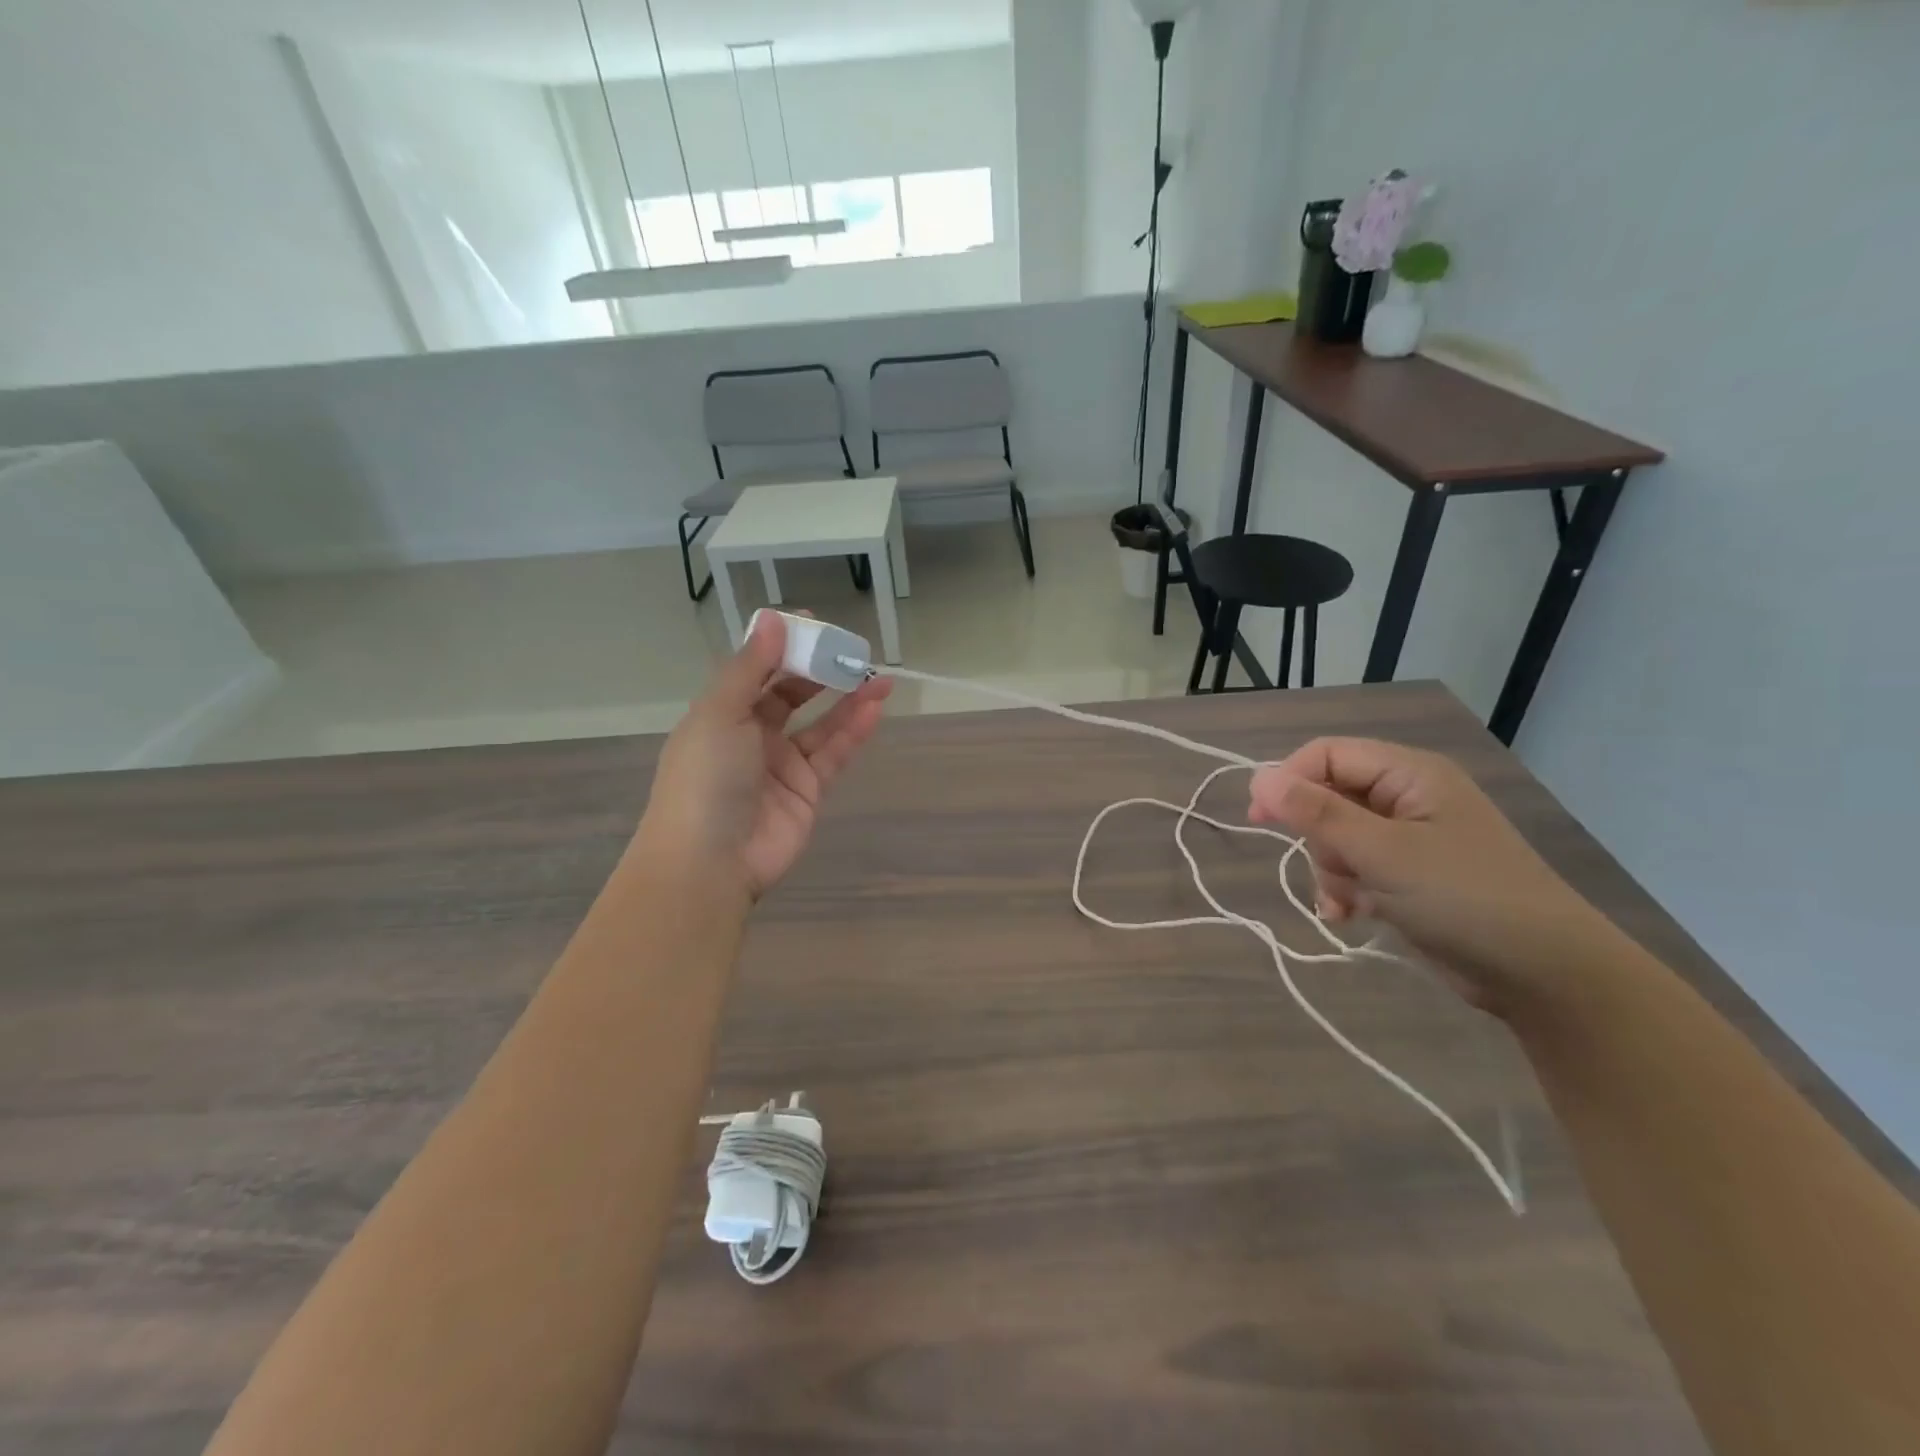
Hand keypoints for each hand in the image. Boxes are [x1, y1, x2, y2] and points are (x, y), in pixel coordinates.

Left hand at [638, 613, 890, 901]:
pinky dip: (854, 730)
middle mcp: (751, 736)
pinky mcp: (808, 791)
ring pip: (821, 724)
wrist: (709, 861)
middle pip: (792, 695)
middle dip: (820, 671)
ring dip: (848, 699)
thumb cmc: (705, 778)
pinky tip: (874, 706)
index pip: (758, 671)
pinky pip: (834, 753)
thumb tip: (773, 619)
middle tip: (852, 650)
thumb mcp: (720, 713)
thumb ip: (751, 668)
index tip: (815, 623)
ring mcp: (782, 765)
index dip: (785, 647)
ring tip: (877, 675)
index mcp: (722, 714)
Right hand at [1249, 738, 1609, 1013]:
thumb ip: (1317, 813)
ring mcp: (1410, 838)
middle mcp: (1407, 797)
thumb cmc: (1464, 898)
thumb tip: (1258, 778)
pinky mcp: (1409, 876)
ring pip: (1336, 839)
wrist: (1545, 975)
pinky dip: (1346, 891)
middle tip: (1334, 870)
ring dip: (1331, 872)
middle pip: (1328, 798)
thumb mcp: (1382, 852)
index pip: (1327, 754)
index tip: (1260, 819)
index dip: (1289, 781)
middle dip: (1319, 839)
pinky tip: (1350, 916)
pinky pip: (1355, 869)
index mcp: (1409, 773)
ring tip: (1350, 902)